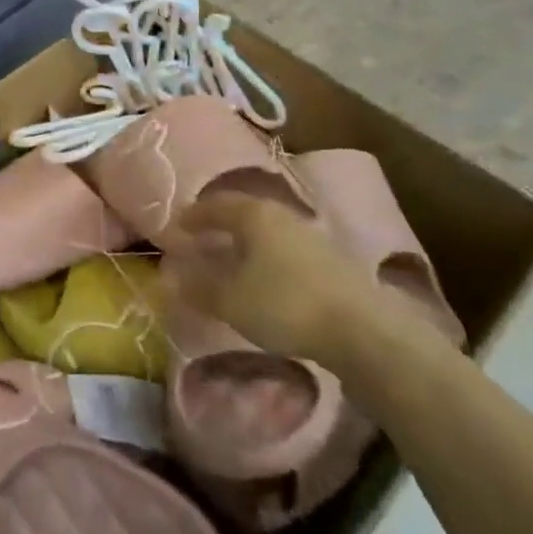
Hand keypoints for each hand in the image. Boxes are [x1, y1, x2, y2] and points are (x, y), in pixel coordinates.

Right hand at [162, 190, 394, 372]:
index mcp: (253, 214)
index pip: (214, 204)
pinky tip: (265, 278)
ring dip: (244, 242)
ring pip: (266, 230)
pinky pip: (284, 248)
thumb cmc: (285, 304)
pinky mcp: (330, 260)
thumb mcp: (231, 300)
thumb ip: (198, 286)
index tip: (175, 228)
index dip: (192, 216)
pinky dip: (266, 257)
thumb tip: (170, 275)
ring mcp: (309, 235)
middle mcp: (281, 214)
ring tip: (230, 260)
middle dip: (218, 224)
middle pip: (242, 212)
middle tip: (200, 239)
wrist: (362, 329)